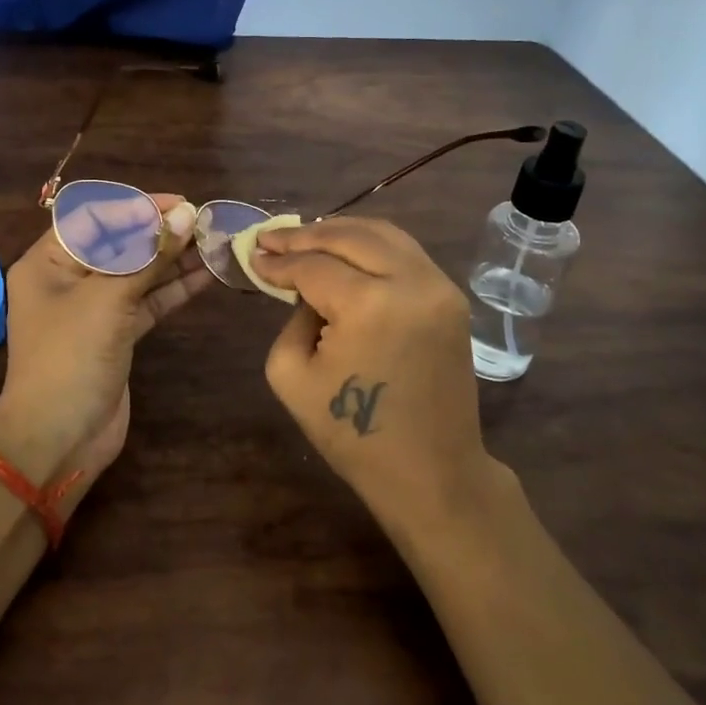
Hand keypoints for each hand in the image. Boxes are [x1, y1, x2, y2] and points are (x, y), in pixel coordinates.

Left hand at [0, 193, 213, 493]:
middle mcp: (70, 280)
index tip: (179, 204)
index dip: (137, 208)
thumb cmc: (70, 357)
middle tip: (206, 222)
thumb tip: (186, 215)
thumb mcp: (108, 300)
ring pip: (139, 274)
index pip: (95, 219)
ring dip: (174, 260)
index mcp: (49, 262)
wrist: (58, 439)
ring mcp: (95, 310)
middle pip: (120, 244)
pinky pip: (148, 302)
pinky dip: (174, 289)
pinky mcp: (117, 335)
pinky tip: (207, 275)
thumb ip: (149, 256)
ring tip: (215, 243)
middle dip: (161, 233)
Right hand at [252, 217, 499, 535]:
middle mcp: (411, 282)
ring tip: (305, 237)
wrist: (432, 472)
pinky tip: (345, 251)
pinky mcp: (452, 297)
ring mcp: (439, 287)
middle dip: (305, 235)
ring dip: (340, 231)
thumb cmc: (354, 436)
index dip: (279, 261)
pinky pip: (405, 253)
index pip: (313, 266)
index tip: (253, 255)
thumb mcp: (292, 376)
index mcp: (370, 304)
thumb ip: (291, 318)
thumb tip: (305, 289)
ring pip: (383, 234)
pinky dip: (371, 246)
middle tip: (271, 238)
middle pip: (350, 236)